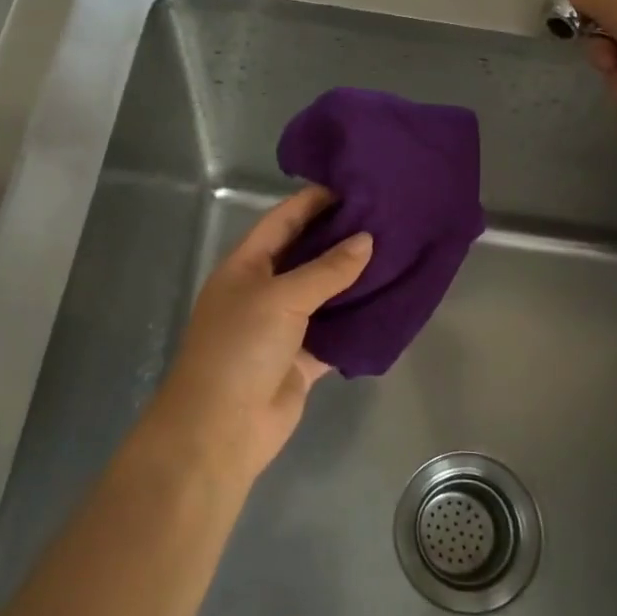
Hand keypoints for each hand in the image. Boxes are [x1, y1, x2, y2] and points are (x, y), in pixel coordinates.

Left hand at [143, 186, 371, 486]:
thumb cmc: (240, 348)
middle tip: (387, 219)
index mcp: (246, 265)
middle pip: (306, 255)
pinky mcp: (302, 358)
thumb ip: (326, 270)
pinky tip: (389, 304)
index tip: (354, 187)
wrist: (221, 428)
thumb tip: (366, 240)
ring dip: (354, 280)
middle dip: (341, 239)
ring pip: (324, 294)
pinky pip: (335, 332)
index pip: (283, 221)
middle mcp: (263, 290)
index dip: (314, 202)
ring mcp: (283, 326)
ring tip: (396, 254)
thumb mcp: (281, 298)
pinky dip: (357, 322)